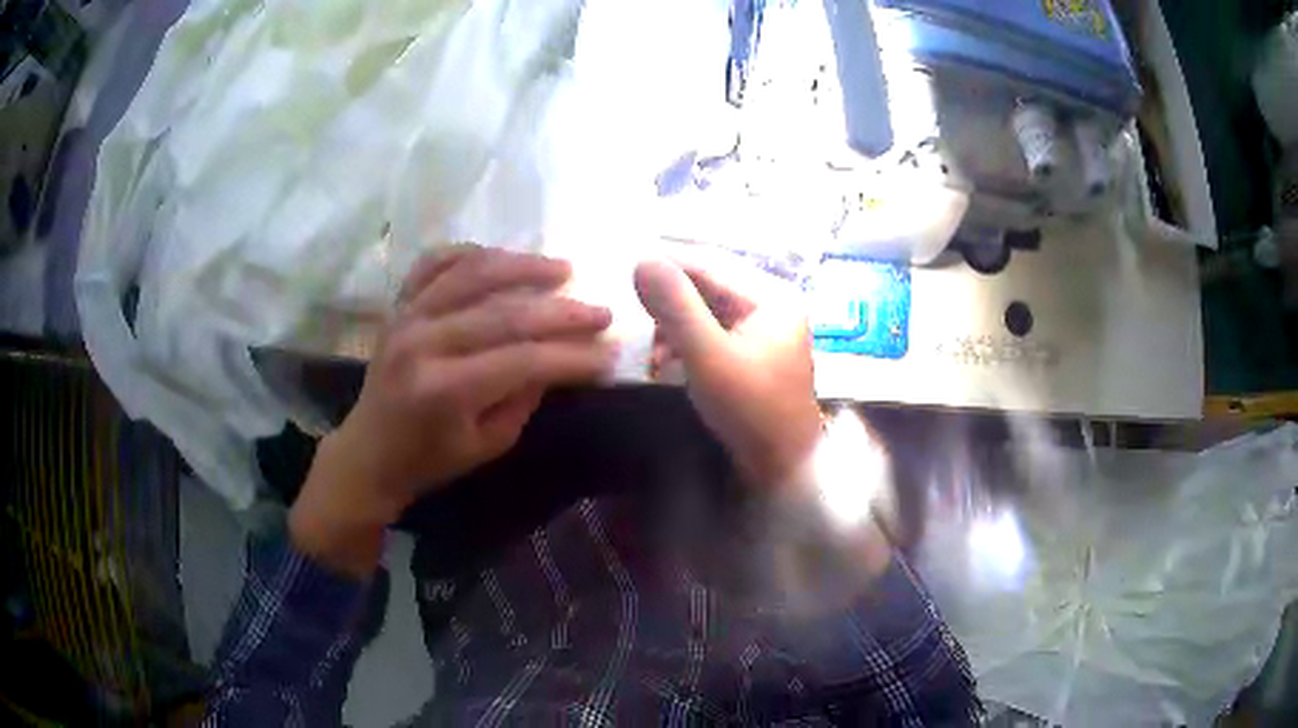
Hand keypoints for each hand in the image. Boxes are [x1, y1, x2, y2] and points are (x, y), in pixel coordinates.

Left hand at [291, 248, 615, 575]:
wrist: (370, 450)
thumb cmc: (430, 459)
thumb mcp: (488, 444)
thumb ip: (524, 398)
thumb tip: (559, 357)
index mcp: (444, 390)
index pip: (522, 361)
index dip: (571, 356)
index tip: (609, 353)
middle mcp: (424, 343)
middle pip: (505, 314)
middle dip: (562, 312)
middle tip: (601, 312)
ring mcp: (407, 316)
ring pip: (473, 273)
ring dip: (524, 267)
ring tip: (563, 269)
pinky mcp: (399, 305)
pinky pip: (435, 262)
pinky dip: (470, 253)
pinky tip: (501, 258)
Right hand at [634, 255, 821, 488]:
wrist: (783, 468)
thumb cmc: (752, 412)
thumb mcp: (709, 358)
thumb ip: (677, 308)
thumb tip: (642, 260)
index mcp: (771, 295)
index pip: (710, 263)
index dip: (666, 262)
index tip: (623, 264)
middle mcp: (770, 302)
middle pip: (708, 284)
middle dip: (667, 297)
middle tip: (628, 306)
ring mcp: (762, 328)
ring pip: (705, 308)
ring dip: (672, 322)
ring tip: (646, 344)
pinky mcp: (750, 351)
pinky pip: (710, 331)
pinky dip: (684, 340)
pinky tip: (662, 359)